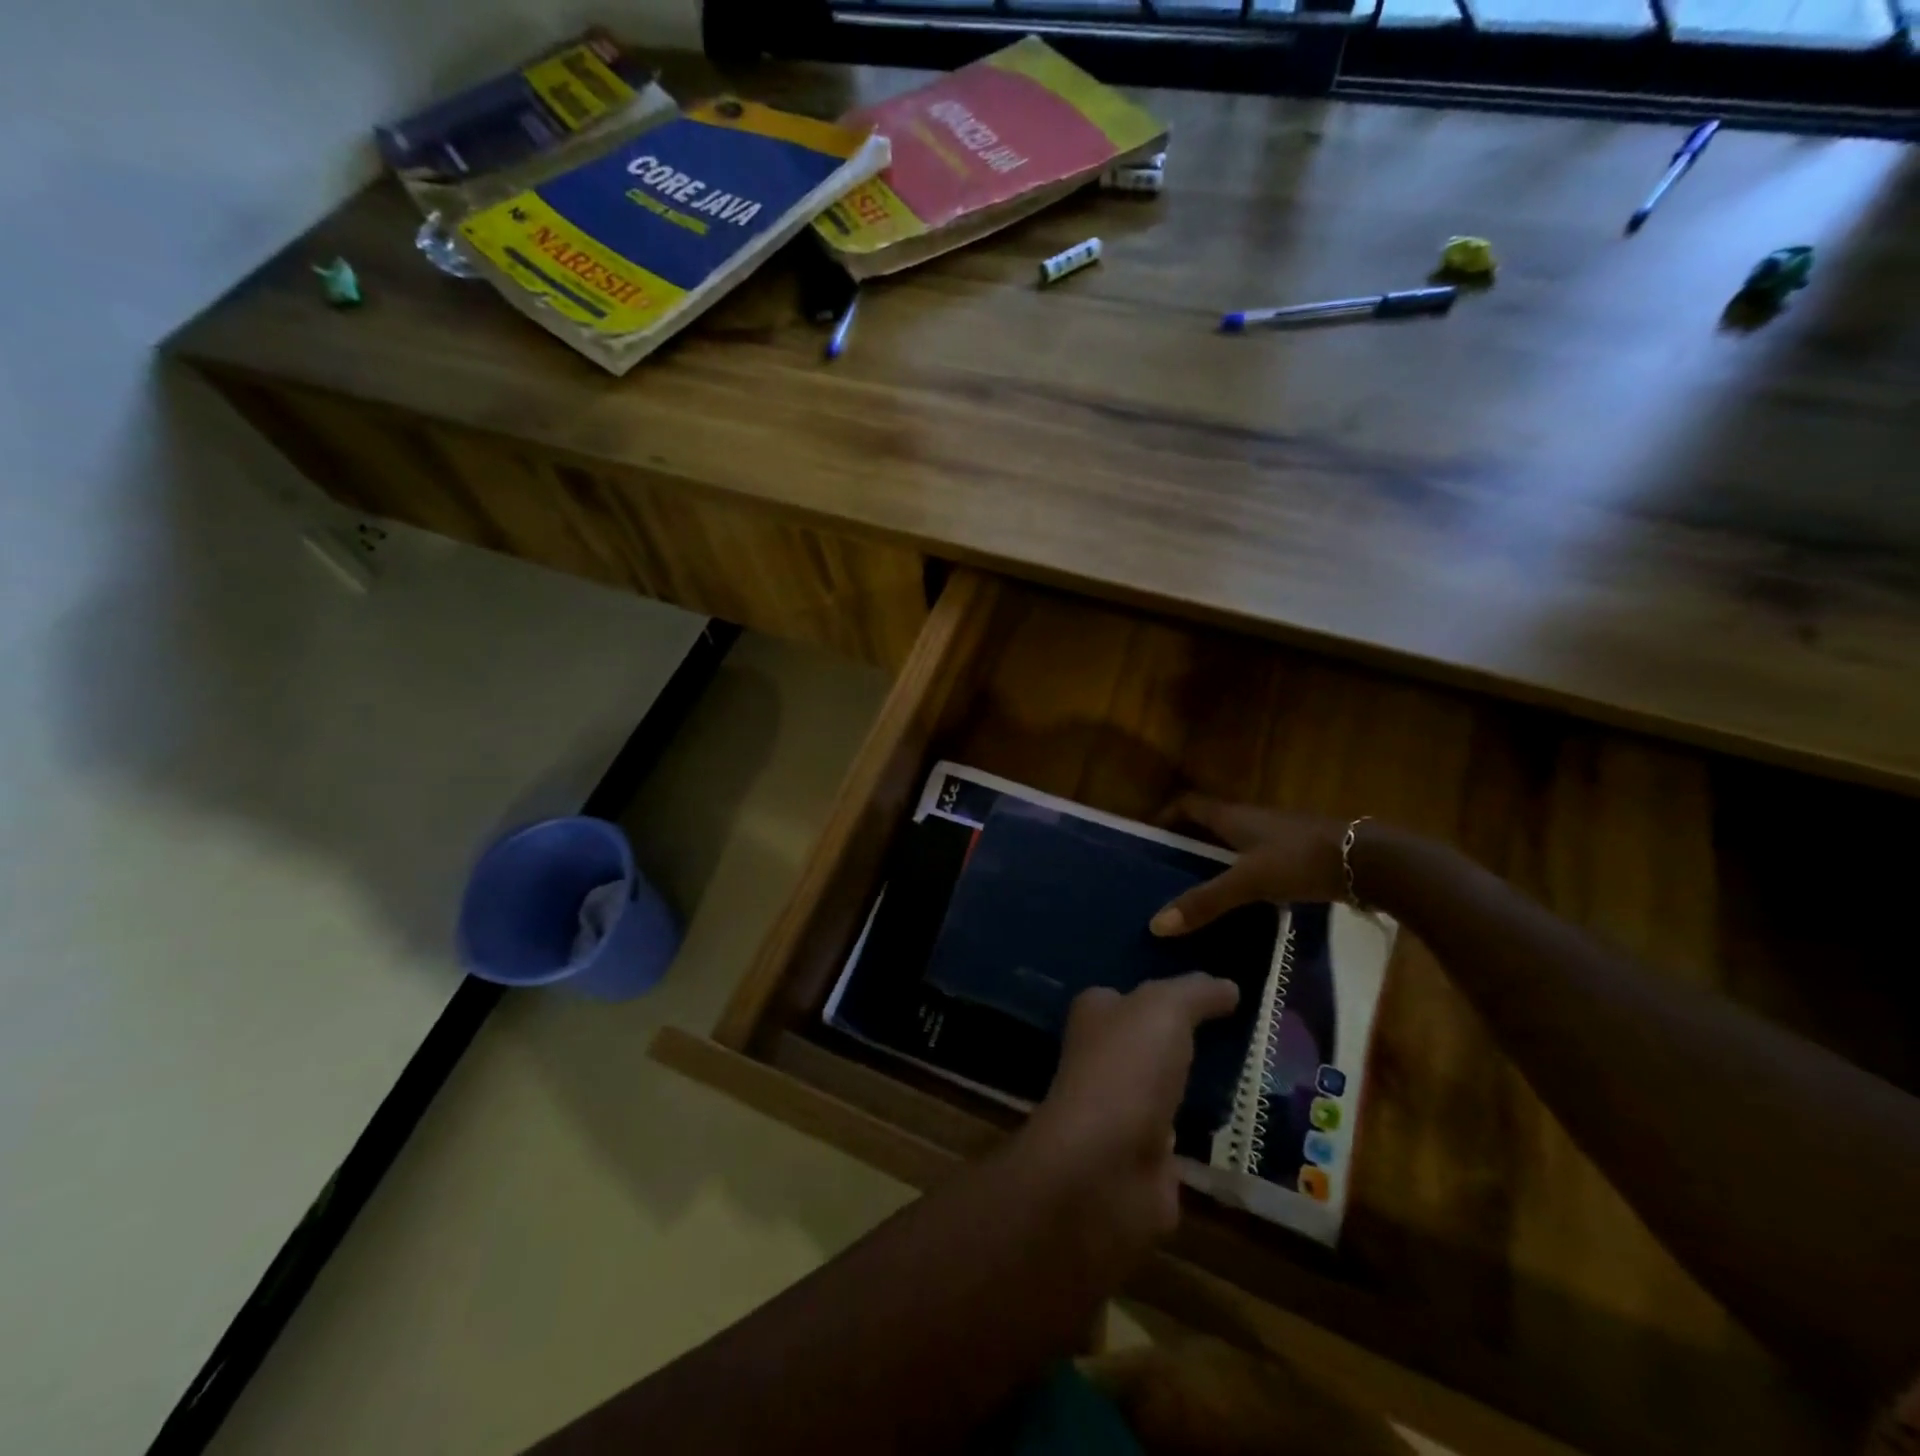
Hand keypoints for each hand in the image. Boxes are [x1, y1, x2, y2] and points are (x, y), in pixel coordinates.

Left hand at [1026, 974, 1239, 1244]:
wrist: (1104, 1169)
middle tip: (1251, 1038)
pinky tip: (1250, 1130)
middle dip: (1188, 1042)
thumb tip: (1229, 986)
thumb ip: (1195, 993)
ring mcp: (1122, 1113)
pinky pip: (1186, 1140)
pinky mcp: (1145, 1161)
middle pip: (1150, 1044)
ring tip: (1260, 1081)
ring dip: (1202, 1090)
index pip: (1127, 995)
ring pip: (1168, 1091)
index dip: (1165, 992)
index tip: (1214, 995)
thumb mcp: (1164, 1009)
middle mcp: (1103, 1061)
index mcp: (1096, 1017)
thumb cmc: (1126, 1069)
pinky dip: (1210, 1137)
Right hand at [1148, 795, 1349, 936]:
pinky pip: (1257, 859)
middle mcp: (1252, 819)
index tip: (1148, 839)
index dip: (1165, 816)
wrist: (1371, 862)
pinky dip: (1242, 873)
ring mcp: (1278, 835)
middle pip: (1209, 823)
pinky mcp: (1299, 853)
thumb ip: (1205, 902)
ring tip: (1197, 890)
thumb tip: (1156, 924)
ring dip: (1214, 859)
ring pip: (1234, 842)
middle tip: (1165, 871)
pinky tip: (1241, 900)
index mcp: (1233, 817)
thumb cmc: (1301, 861)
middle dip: (1186, 842)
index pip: (1188, 804)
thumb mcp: (1248, 882)